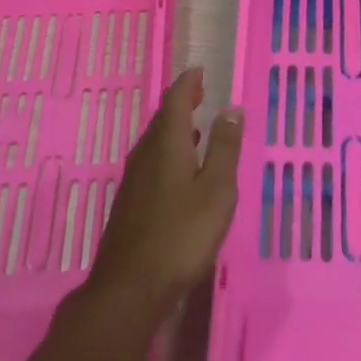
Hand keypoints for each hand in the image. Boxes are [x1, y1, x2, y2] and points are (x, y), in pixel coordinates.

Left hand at [85, 67, 242, 324]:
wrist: (129, 289)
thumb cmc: (181, 235)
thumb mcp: (216, 191)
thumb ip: (224, 148)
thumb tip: (230, 108)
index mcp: (167, 144)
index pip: (175, 100)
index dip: (188, 83)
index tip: (199, 71)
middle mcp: (146, 154)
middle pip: (162, 118)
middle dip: (181, 102)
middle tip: (199, 93)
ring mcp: (134, 180)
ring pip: (155, 141)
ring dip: (174, 128)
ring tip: (194, 126)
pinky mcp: (131, 203)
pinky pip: (151, 161)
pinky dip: (168, 151)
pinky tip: (179, 169)